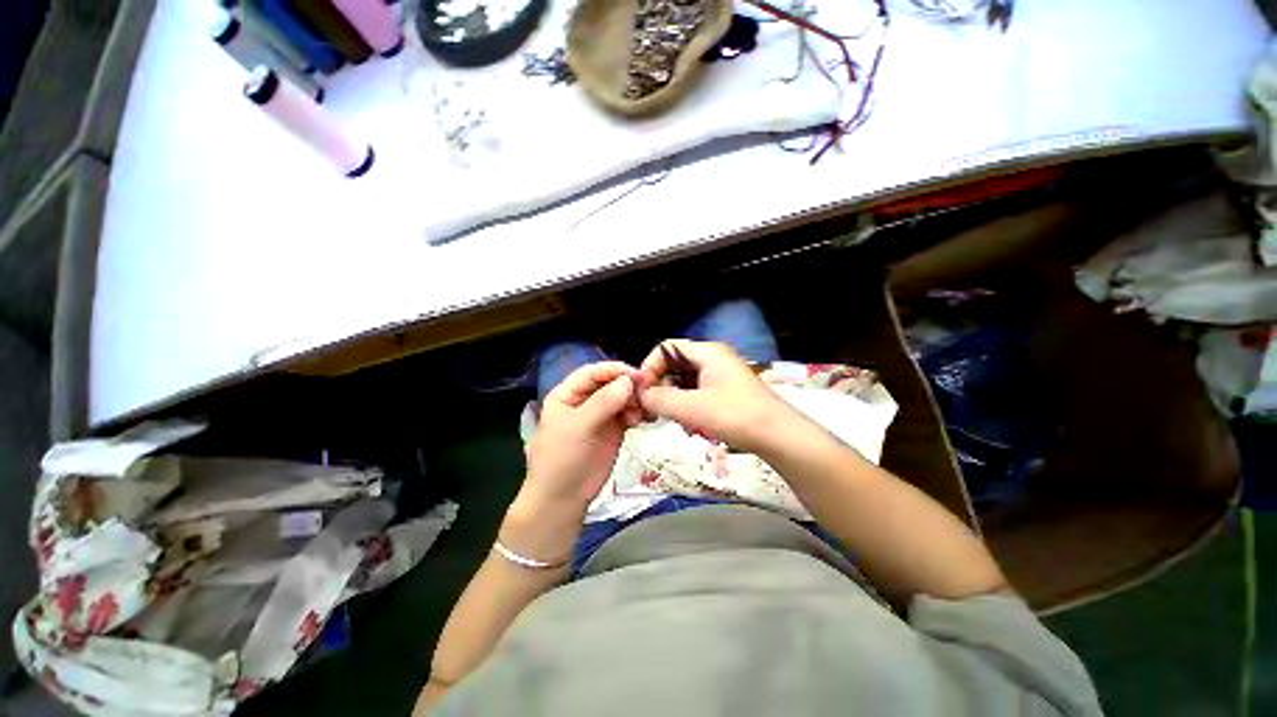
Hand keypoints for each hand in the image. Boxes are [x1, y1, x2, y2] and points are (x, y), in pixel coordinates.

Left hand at [524, 361, 642, 510]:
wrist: (563, 498)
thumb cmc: (562, 458)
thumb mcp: (578, 427)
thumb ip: (603, 402)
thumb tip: (628, 381)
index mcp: (568, 394)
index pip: (592, 373)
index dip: (613, 370)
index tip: (636, 374)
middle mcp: (585, 400)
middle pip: (610, 383)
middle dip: (628, 385)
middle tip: (647, 391)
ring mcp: (601, 415)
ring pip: (622, 397)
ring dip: (635, 399)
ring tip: (645, 410)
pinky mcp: (614, 429)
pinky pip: (629, 413)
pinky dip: (638, 413)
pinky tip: (645, 418)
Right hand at [637, 340, 794, 453]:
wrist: (779, 437)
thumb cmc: (736, 416)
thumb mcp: (692, 408)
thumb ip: (660, 400)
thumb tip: (640, 396)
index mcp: (707, 352)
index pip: (666, 348)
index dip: (650, 367)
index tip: (642, 391)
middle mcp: (713, 358)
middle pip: (674, 365)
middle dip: (661, 386)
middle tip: (654, 410)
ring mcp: (721, 375)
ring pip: (684, 381)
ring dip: (673, 399)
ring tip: (674, 420)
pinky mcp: (726, 392)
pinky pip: (696, 393)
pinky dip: (688, 406)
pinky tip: (691, 425)